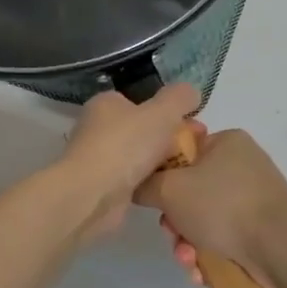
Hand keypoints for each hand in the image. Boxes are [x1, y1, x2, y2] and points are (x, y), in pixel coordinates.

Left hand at [58, 84, 200, 246]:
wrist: (92, 195)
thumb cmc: (126, 145)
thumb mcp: (162, 112)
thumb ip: (180, 97)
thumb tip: (191, 92)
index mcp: (106, 103)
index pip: (141, 102)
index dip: (169, 111)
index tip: (193, 125)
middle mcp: (98, 128)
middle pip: (144, 129)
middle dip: (170, 139)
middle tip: (195, 149)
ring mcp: (99, 159)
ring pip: (141, 156)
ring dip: (162, 162)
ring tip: (186, 170)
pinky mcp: (102, 187)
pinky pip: (135, 180)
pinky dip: (151, 182)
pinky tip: (168, 187)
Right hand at [135, 128, 286, 287]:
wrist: (281, 246)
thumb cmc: (224, 205)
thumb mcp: (171, 189)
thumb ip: (146, 184)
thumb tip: (138, 185)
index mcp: (225, 143)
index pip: (182, 151)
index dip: (162, 176)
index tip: (154, 199)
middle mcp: (240, 165)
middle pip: (190, 192)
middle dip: (175, 222)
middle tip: (173, 237)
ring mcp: (252, 198)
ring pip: (204, 220)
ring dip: (189, 245)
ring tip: (190, 263)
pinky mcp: (259, 229)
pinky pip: (223, 238)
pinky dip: (209, 256)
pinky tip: (203, 274)